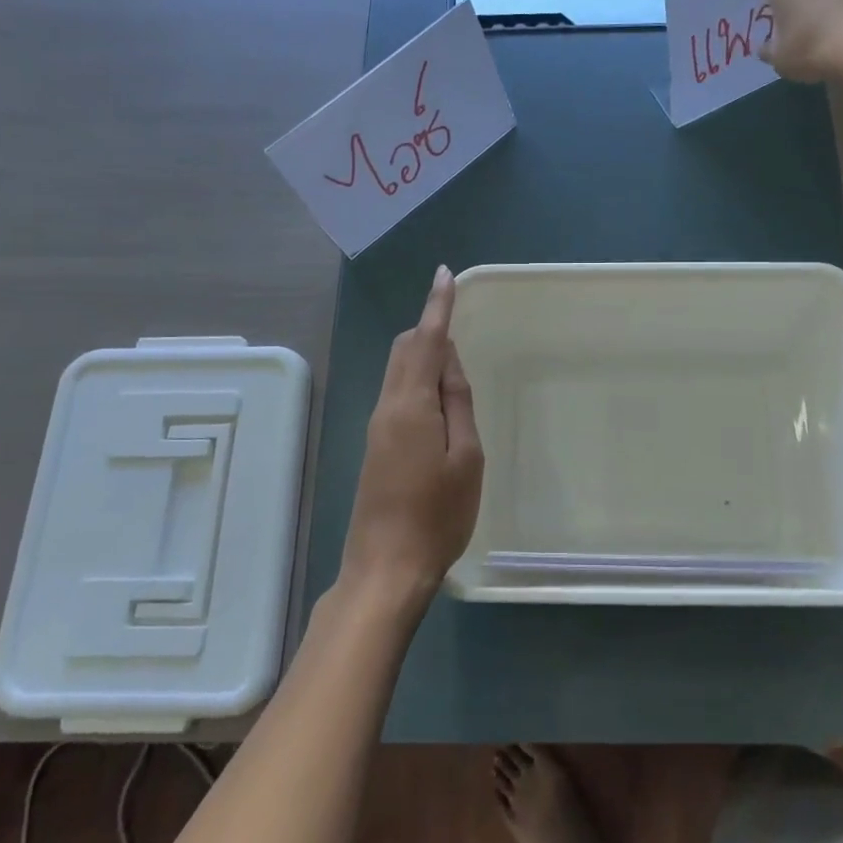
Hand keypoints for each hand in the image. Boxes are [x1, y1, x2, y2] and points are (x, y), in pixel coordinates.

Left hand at [338, 266, 483, 616]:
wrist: (386, 568)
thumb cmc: (438, 514)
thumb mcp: (466, 457)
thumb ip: (457, 403)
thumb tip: (450, 362)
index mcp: (411, 404)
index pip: (427, 341)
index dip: (438, 305)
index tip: (444, 274)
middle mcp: (387, 406)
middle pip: (405, 349)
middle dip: (430, 327)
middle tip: (460, 325)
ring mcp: (377, 426)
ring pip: (399, 370)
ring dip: (424, 354)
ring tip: (457, 367)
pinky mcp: (377, 445)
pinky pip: (398, 393)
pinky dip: (419, 379)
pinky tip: (440, 401)